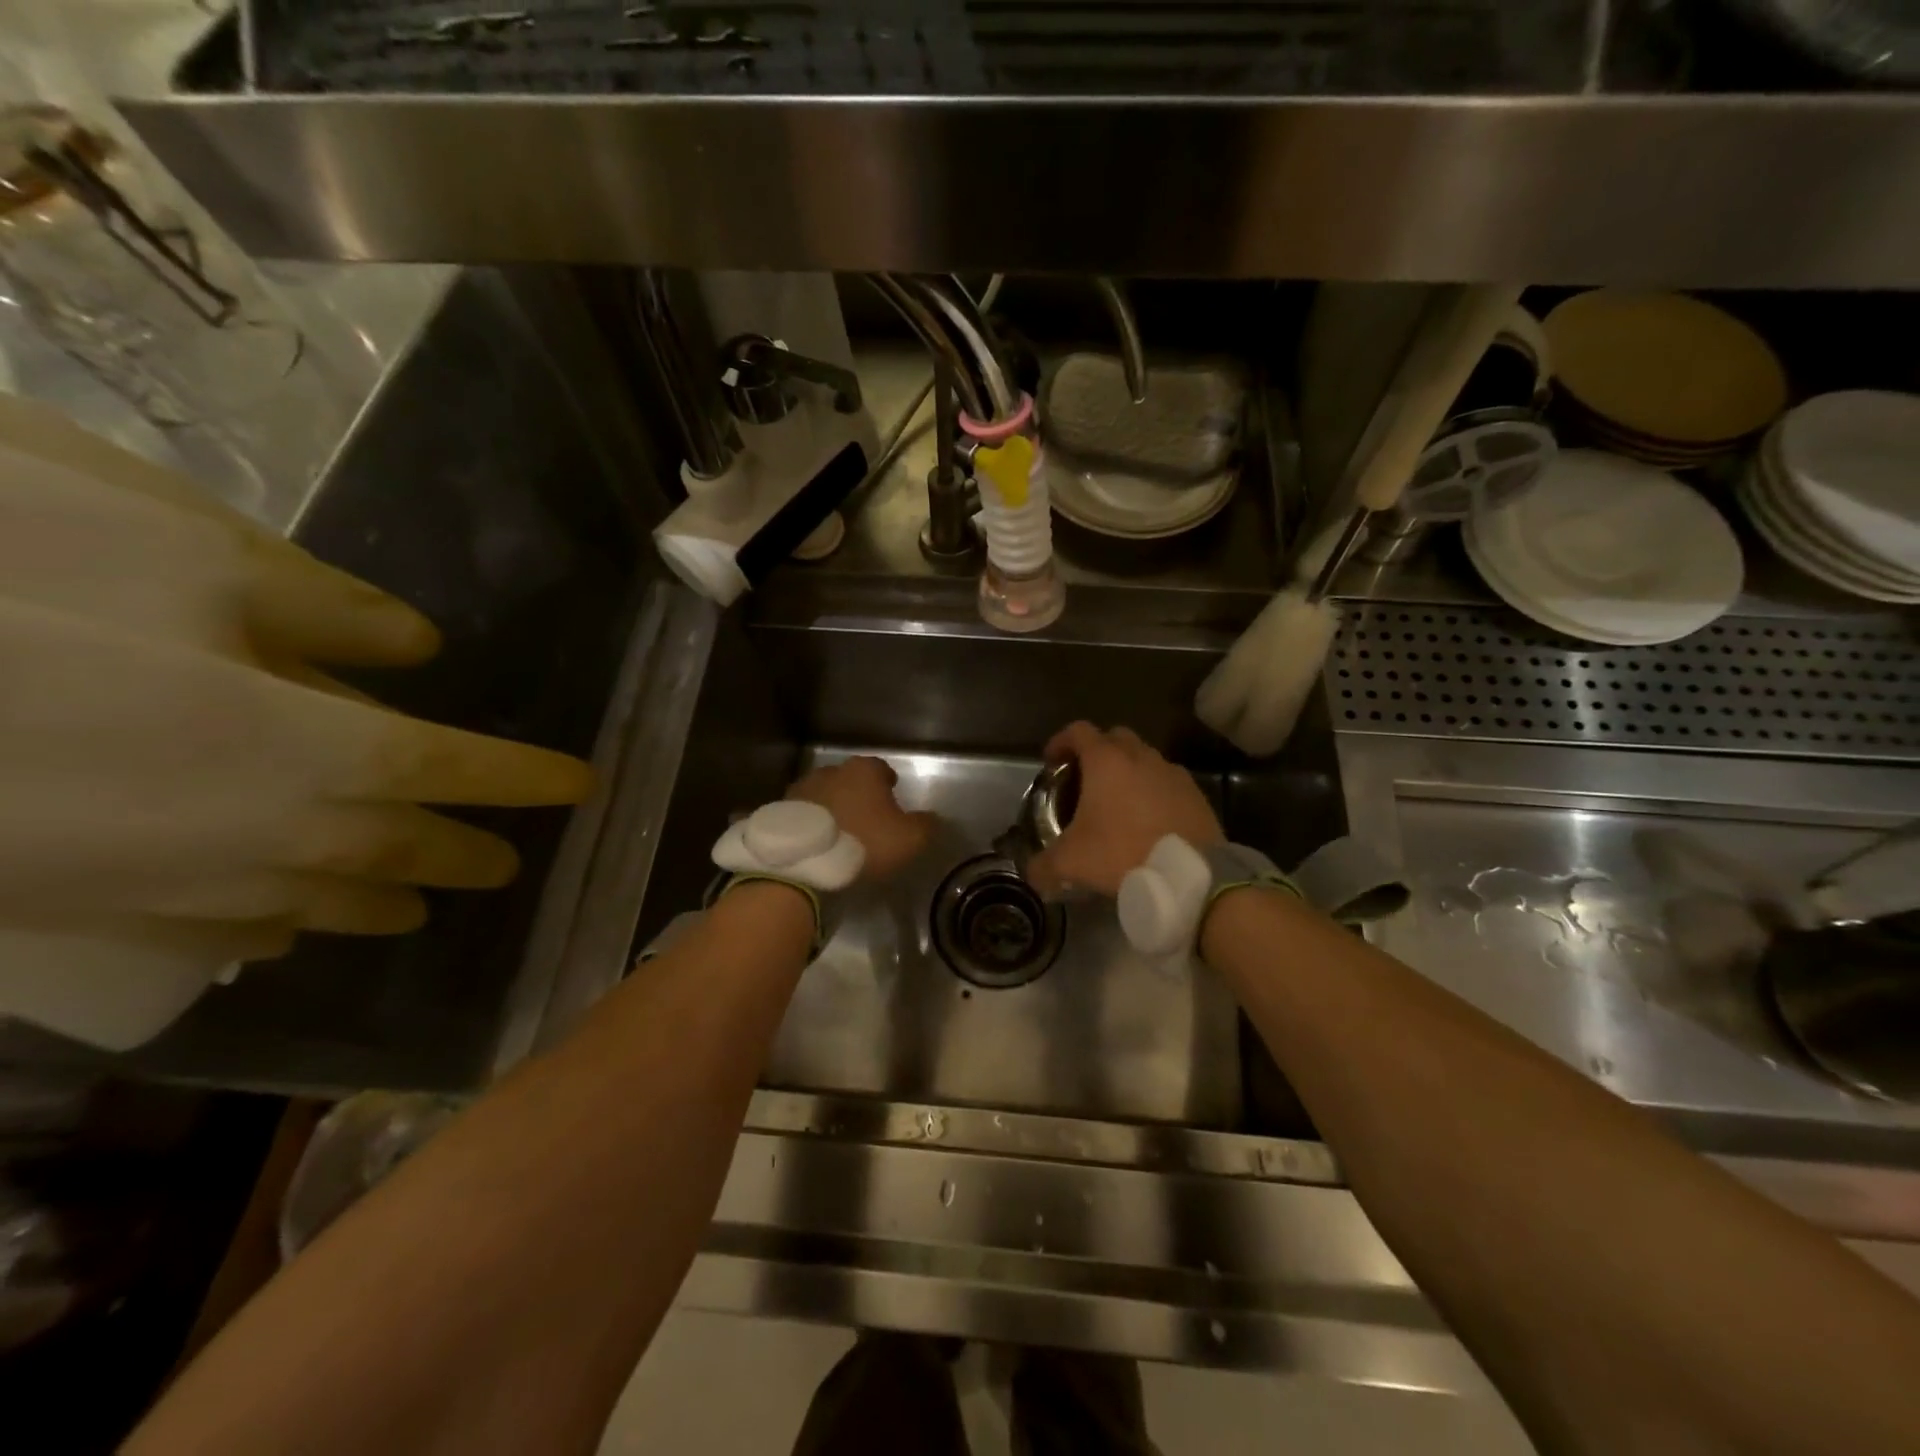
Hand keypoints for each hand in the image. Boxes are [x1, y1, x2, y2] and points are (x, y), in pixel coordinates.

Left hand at [787, 756, 935, 882]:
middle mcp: (831, 771)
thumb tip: (930, 818)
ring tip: (839, 833)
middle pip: (850, 780)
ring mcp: (801, 789)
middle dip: (859, 795)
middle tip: (867, 818)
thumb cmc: (863, 843)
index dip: (889, 784)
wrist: (802, 862)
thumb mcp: (909, 839)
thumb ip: (925, 825)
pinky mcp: (780, 811)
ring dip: (832, 808)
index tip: (893, 798)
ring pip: (824, 795)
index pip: (882, 769)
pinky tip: (816, 842)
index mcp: (864, 771)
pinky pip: (803, 816)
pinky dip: (810, 824)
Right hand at [1026, 722, 1222, 898]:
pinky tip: (1148, 820)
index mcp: (1106, 760)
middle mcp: (1140, 756)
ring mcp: (1172, 772)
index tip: (1052, 762)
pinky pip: (1167, 782)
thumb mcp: (1072, 862)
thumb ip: (1043, 865)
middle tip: (1084, 780)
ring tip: (1117, 803)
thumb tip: (1031, 874)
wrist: (1191, 874)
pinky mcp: (1196, 793)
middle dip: (1097, 752)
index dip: (1060, 742)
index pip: (1078, 731)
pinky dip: (1153, 791)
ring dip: (1128, 771)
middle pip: (1114, 737)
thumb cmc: (1123, 852)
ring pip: (1144, 758)